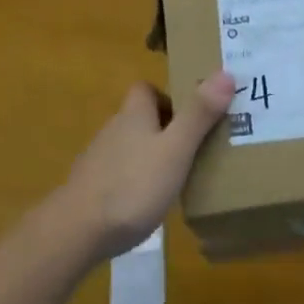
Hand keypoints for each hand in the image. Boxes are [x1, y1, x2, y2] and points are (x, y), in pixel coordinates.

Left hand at [56, 73, 236, 259]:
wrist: (78, 230)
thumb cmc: (133, 184)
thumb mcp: (175, 150)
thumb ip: (198, 115)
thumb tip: (225, 73)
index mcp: (134, 115)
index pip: (146, 89)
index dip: (167, 96)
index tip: (192, 114)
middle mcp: (114, 130)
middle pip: (141, 118)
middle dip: (166, 128)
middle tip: (196, 147)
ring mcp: (100, 160)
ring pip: (132, 147)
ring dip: (153, 156)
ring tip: (180, 177)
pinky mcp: (93, 188)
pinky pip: (122, 174)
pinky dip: (138, 181)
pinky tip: (151, 202)